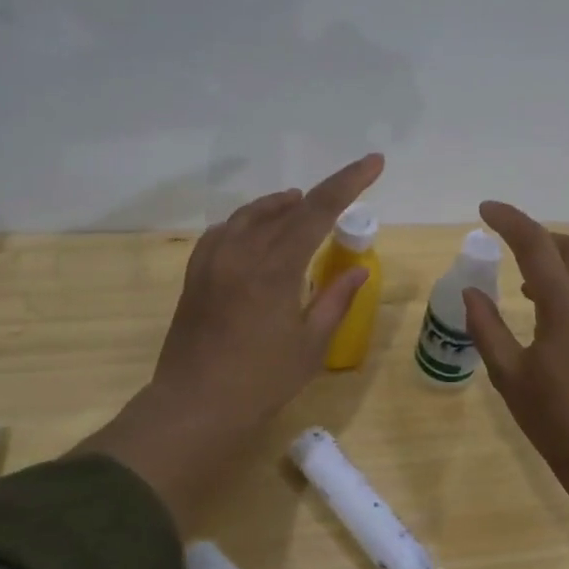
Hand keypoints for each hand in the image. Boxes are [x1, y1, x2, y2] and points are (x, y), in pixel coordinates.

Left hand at [81, 154, 383, 525]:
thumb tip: (358, 268)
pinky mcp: (195, 275)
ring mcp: (213, 261)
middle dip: (318, 195)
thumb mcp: (311, 345)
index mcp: (275, 268)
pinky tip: (253, 233)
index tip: (373, 162)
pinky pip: (223, 232)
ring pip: (250, 216)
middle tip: (341, 195)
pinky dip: (246, 223)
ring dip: (278, 206)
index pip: (318, 210)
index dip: (349, 182)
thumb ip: (336, 300)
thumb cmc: (262, 382)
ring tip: (298, 204)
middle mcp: (241, 253)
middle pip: (286, 209)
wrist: (195, 406)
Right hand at [463, 201, 568, 471]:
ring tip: (530, 293)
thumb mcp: (508, 374)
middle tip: (512, 252)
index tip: (486, 210)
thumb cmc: (552, 419)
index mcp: (565, 308)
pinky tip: (558, 322)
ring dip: (559, 267)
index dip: (511, 221)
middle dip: (541, 239)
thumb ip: (487, 327)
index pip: (537, 246)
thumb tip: (472, 292)